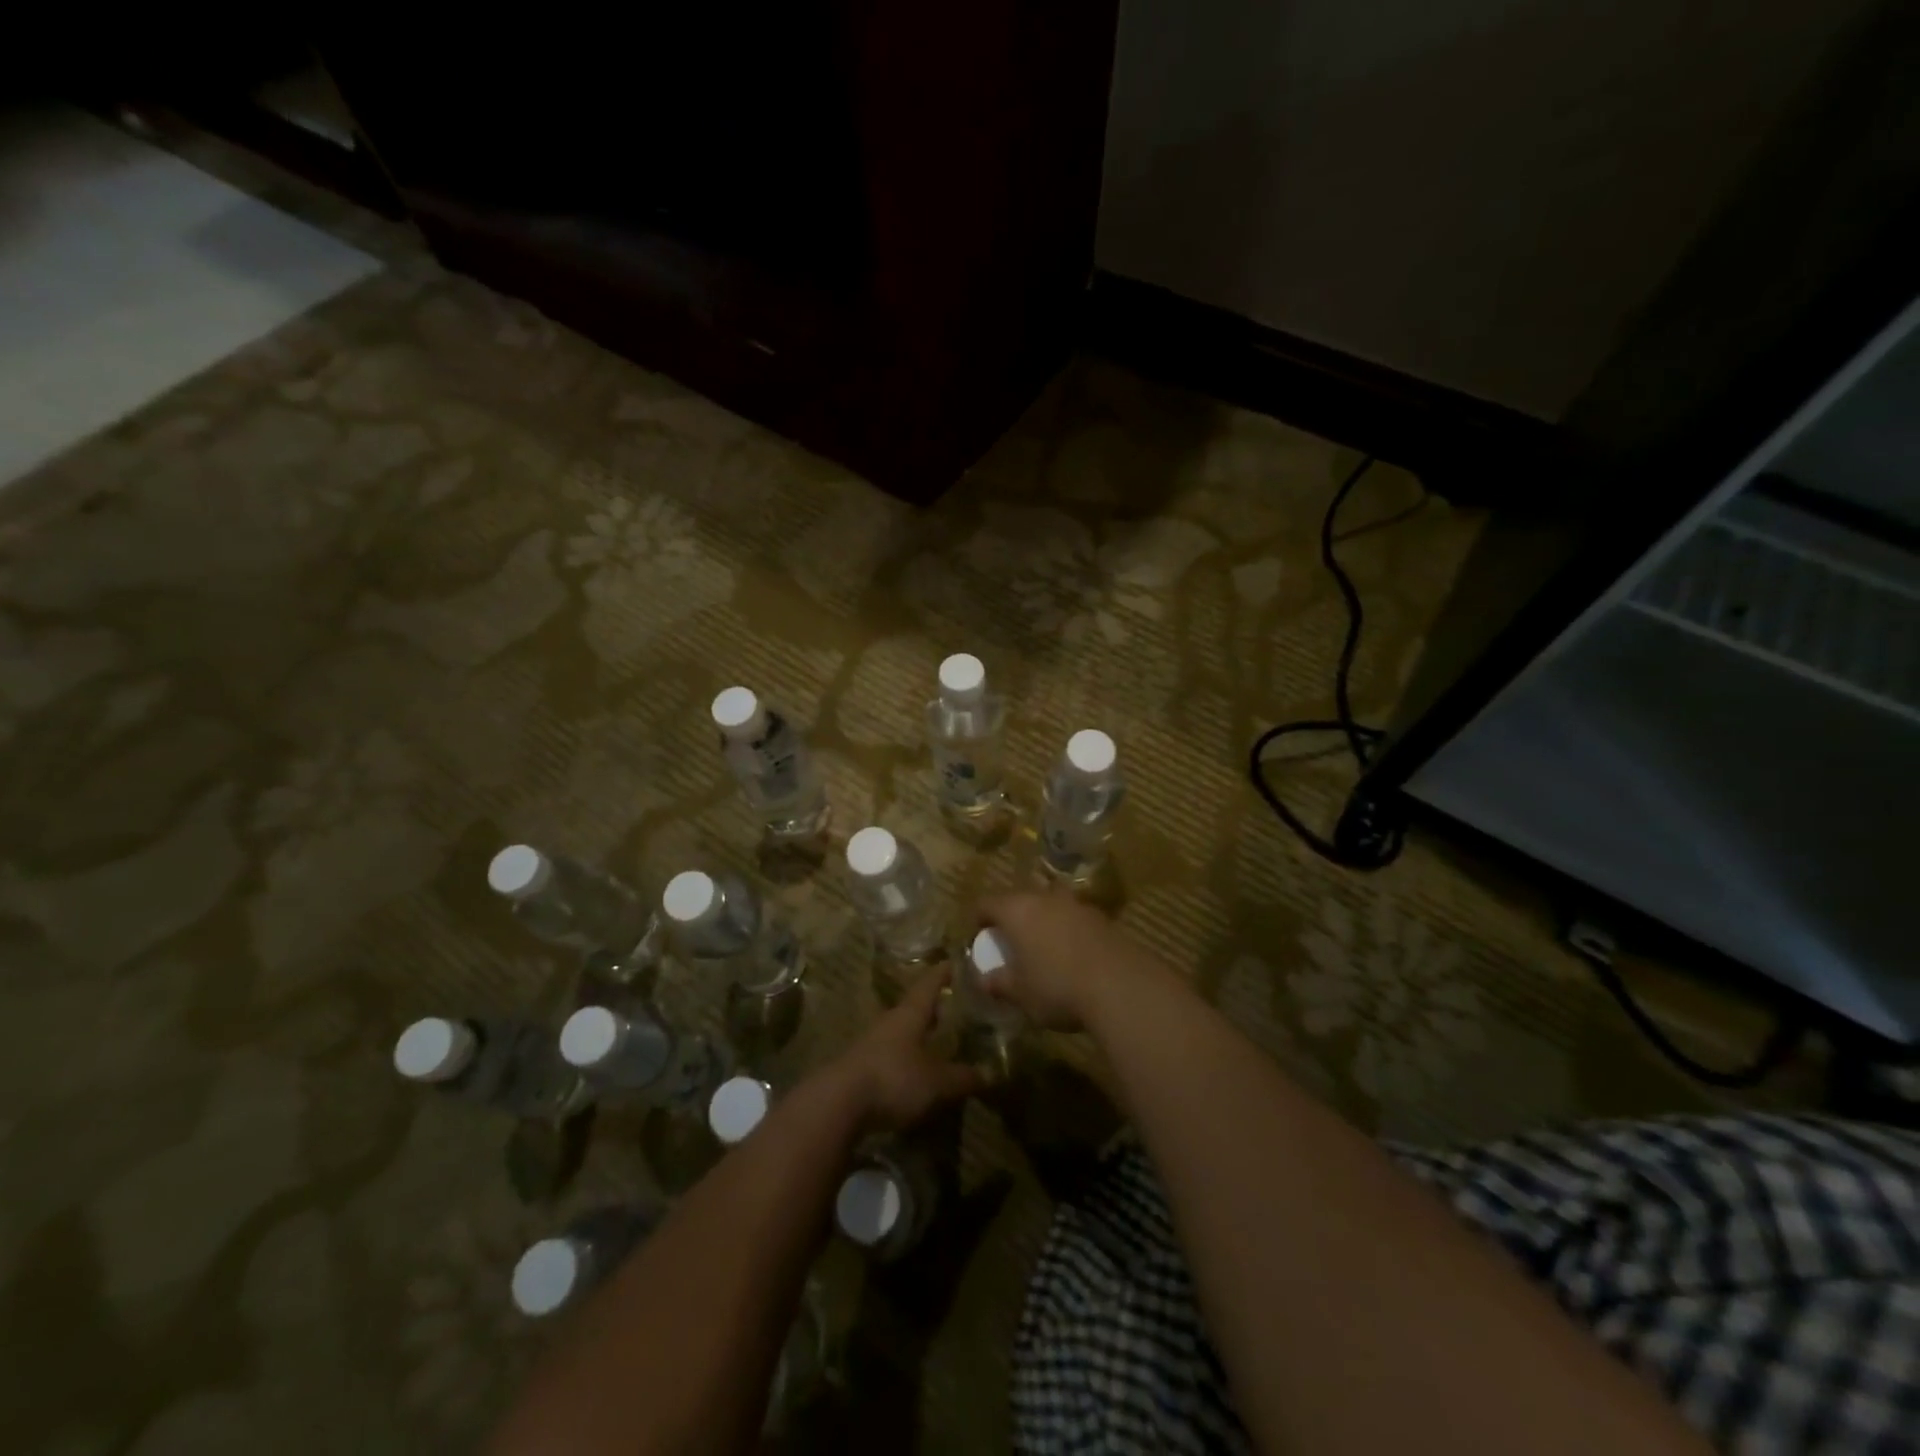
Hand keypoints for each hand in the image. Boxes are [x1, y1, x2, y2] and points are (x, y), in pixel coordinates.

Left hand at [828, 968, 982, 1134]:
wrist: (837, 1104)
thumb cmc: (893, 1079)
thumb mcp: (937, 1082)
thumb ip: (963, 1077)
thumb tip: (990, 1073)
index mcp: (910, 1014)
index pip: (929, 983)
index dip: (943, 973)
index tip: (956, 962)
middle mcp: (889, 1021)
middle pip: (913, 1006)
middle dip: (932, 1005)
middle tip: (954, 1004)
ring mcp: (871, 1043)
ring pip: (900, 1030)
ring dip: (917, 1032)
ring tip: (937, 1038)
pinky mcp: (860, 1066)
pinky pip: (889, 1053)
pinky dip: (905, 1055)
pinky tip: (914, 1069)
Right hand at [979, 890, 1174, 1030]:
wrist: (1119, 985)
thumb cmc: (1056, 987)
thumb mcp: (1020, 993)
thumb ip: (998, 983)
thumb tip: (982, 980)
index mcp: (1016, 910)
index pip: (986, 903)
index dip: (978, 919)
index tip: (979, 936)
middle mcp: (1044, 898)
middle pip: (1019, 900)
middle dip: (1012, 918)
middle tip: (1010, 943)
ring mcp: (1076, 904)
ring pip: (1049, 907)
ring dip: (1042, 922)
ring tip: (1042, 949)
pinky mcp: (1101, 917)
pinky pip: (1073, 919)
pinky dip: (1067, 931)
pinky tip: (1072, 957)